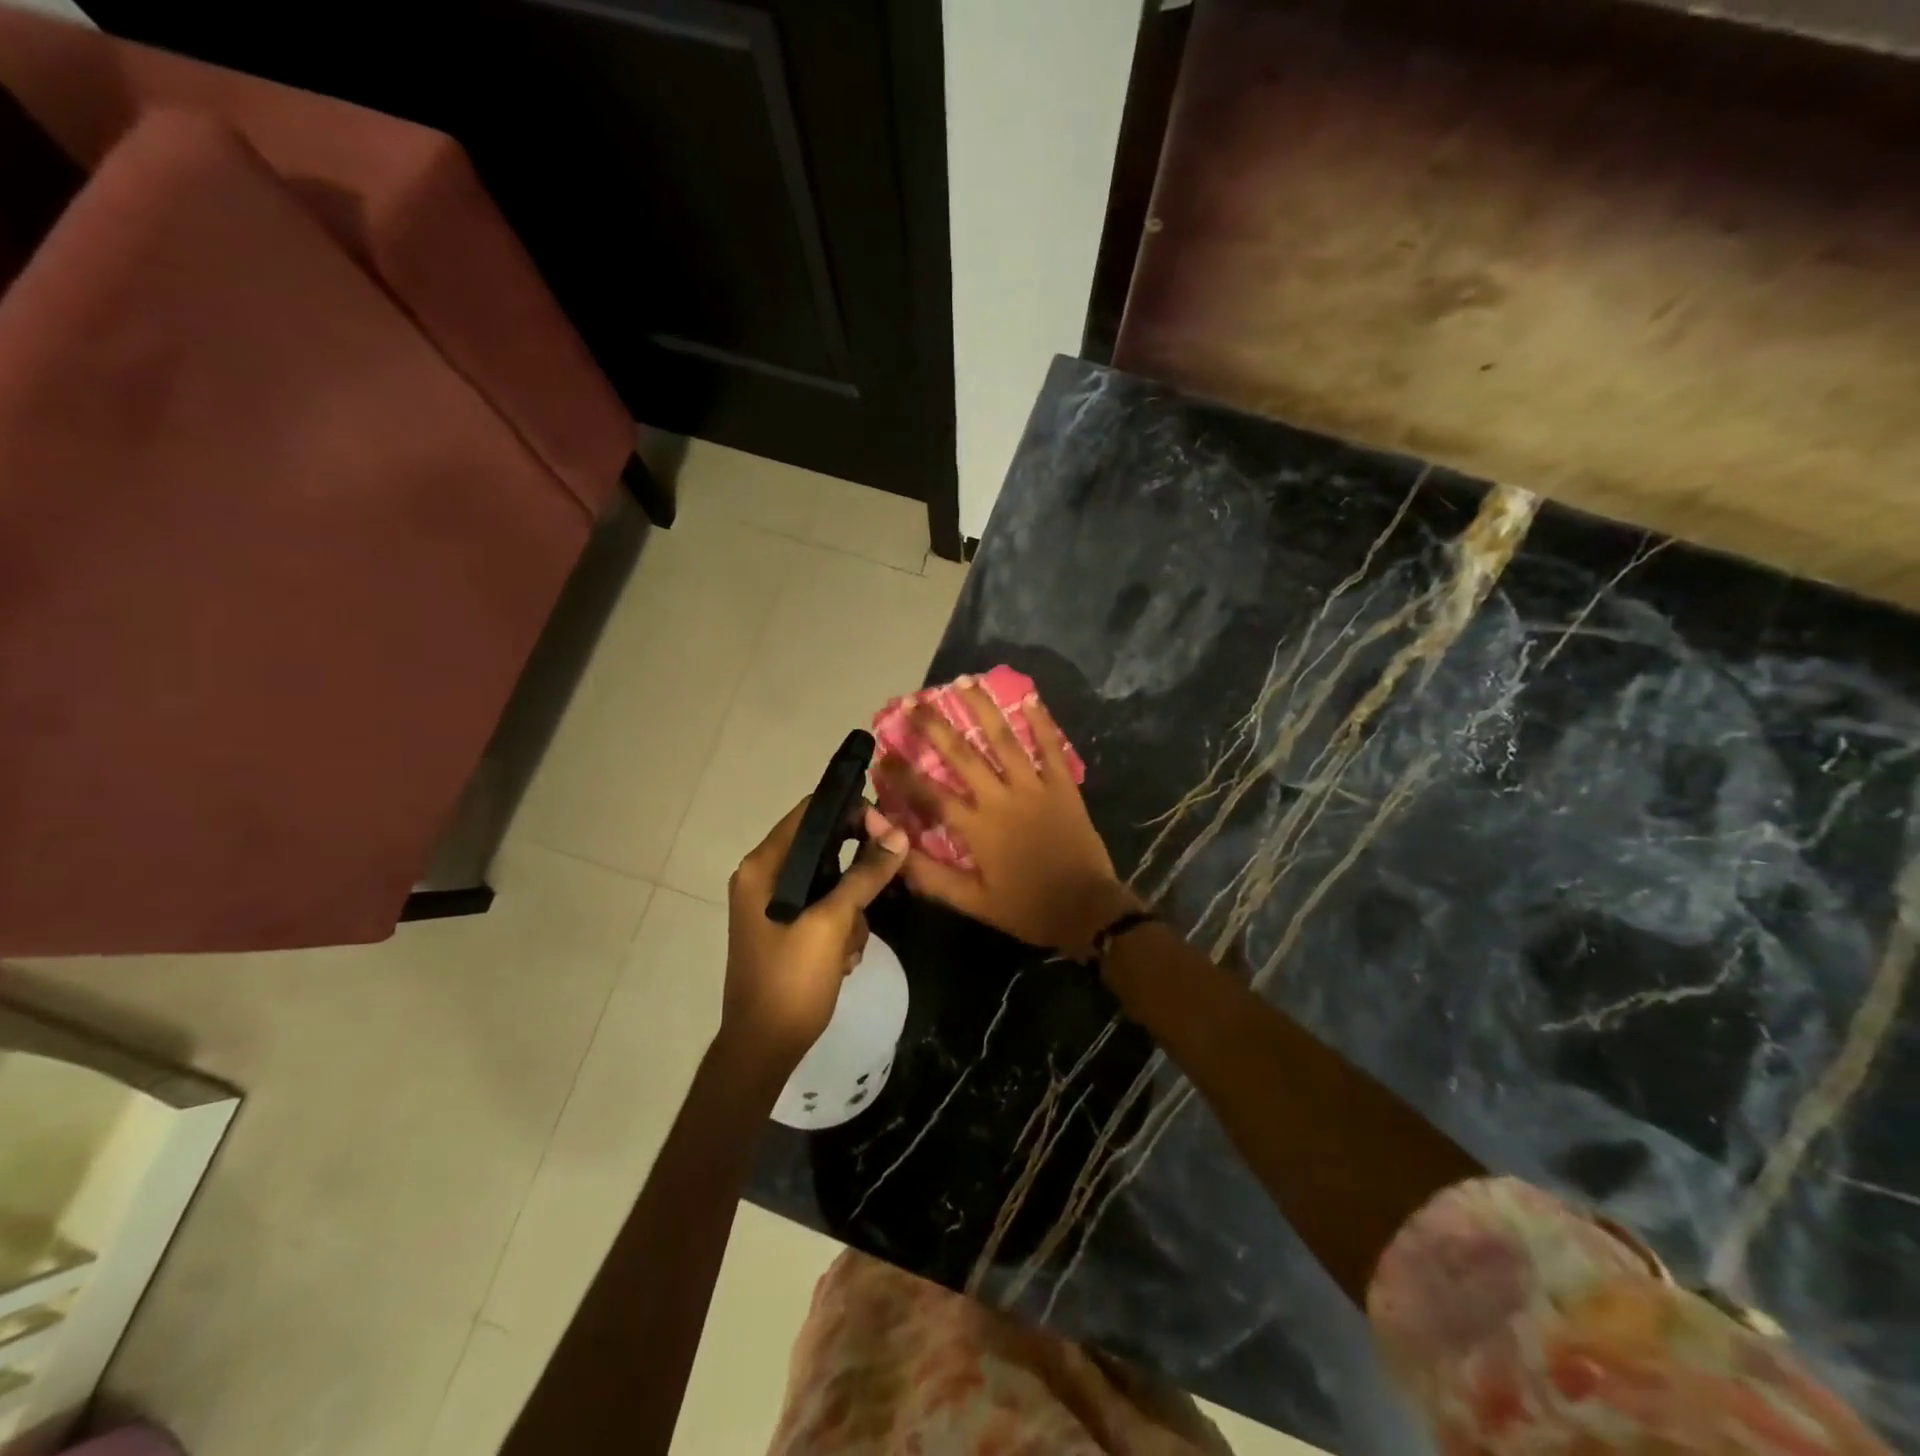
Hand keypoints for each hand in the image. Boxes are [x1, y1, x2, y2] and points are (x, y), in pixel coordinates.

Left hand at [723, 798, 907, 1067]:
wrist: (762, 1048)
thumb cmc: (791, 980)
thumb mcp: (832, 923)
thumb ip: (865, 875)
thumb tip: (898, 834)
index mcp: (763, 867)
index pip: (810, 813)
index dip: (851, 812)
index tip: (888, 830)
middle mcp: (763, 877)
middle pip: (823, 847)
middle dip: (856, 870)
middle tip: (884, 884)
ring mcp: (773, 905)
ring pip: (830, 882)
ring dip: (851, 909)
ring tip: (850, 944)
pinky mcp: (785, 929)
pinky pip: (824, 909)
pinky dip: (841, 927)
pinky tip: (843, 959)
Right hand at [880, 684, 1141, 955]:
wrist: (1087, 910)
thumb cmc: (1027, 908)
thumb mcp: (972, 902)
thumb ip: (931, 877)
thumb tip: (894, 854)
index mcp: (976, 827)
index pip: (930, 794)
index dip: (903, 775)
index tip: (882, 757)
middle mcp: (1001, 798)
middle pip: (962, 754)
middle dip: (934, 726)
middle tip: (913, 702)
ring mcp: (1035, 787)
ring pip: (1004, 740)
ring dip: (982, 709)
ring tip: (963, 682)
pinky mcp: (1063, 786)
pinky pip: (1051, 748)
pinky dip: (1041, 722)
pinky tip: (1029, 698)